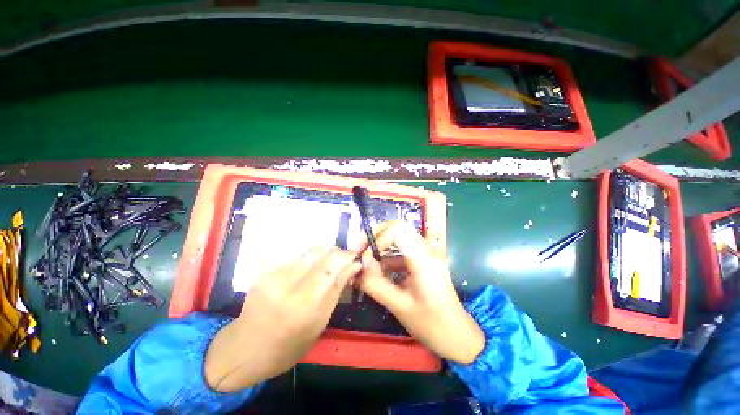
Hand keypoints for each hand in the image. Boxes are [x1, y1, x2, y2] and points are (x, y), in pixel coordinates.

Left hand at [204, 247, 360, 391]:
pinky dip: (310, 257)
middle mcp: (288, 286)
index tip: (356, 257)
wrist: (245, 349)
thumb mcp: (320, 323)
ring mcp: (273, 276)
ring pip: (308, 251)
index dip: (346, 257)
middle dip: (337, 251)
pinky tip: (312, 265)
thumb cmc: (289, 345)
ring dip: (325, 251)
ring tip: (331, 260)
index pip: (331, 266)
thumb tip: (354, 267)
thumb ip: (336, 290)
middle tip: (344, 258)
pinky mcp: (265, 272)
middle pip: (320, 253)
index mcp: (305, 305)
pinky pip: (295, 256)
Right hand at [358, 221, 484, 364]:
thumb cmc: (432, 324)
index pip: (396, 231)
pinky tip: (375, 273)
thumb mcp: (400, 306)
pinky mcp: (420, 261)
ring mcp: (424, 254)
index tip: (364, 259)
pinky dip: (385, 259)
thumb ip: (376, 284)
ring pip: (397, 238)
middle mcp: (425, 250)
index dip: (377, 240)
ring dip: (379, 247)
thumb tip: (359, 266)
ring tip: (363, 263)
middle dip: (375, 236)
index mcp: (424, 258)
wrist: (457, 335)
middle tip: (359, 250)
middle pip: (396, 228)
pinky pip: (399, 252)